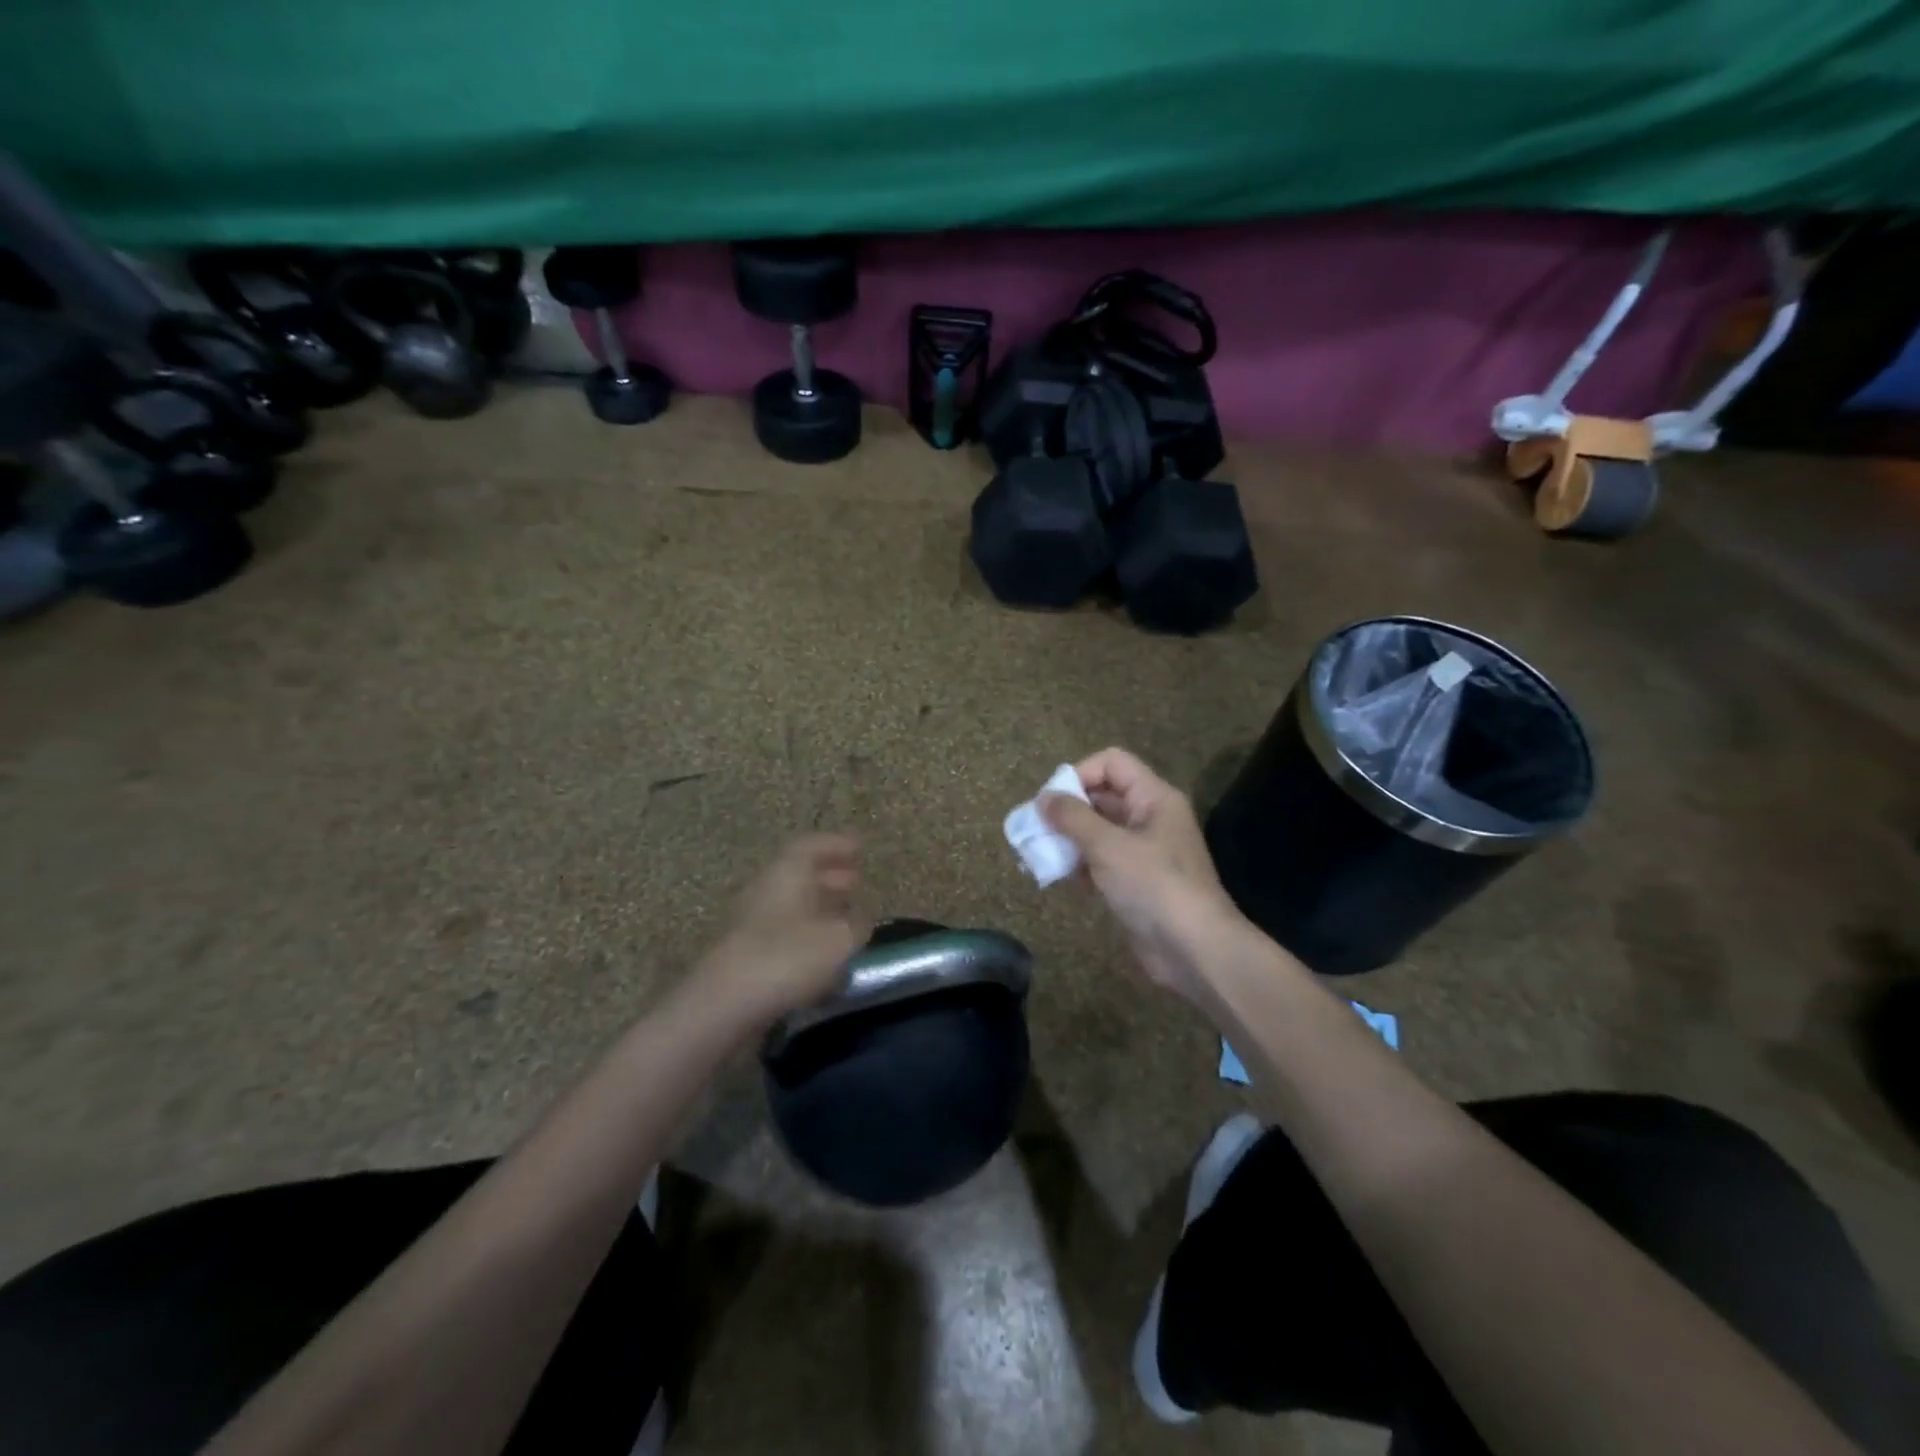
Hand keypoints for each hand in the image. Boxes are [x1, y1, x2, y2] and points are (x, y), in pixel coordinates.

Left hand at [699, 835, 870, 1023]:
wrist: (724, 1005)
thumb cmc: (787, 957)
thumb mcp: (839, 939)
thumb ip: (857, 923)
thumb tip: (862, 917)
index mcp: (787, 872)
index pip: (811, 845)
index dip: (836, 845)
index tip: (859, 848)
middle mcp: (766, 889)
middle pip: (800, 874)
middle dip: (831, 876)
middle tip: (857, 882)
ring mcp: (751, 922)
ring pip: (792, 905)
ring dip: (820, 909)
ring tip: (847, 920)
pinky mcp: (745, 954)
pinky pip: (783, 934)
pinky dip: (807, 937)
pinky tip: (825, 956)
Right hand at [1042, 748, 1246, 1001]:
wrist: (1194, 950)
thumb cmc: (1154, 886)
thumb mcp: (1108, 846)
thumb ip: (1073, 818)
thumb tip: (1043, 798)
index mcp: (1153, 798)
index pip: (1112, 763)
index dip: (1079, 774)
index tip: (1052, 801)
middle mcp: (1149, 818)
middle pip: (1102, 796)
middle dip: (1067, 810)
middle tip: (1035, 828)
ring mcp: (1143, 852)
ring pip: (1098, 831)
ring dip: (1068, 839)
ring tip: (1038, 853)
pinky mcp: (1135, 883)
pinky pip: (1101, 861)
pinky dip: (1078, 864)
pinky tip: (1057, 877)